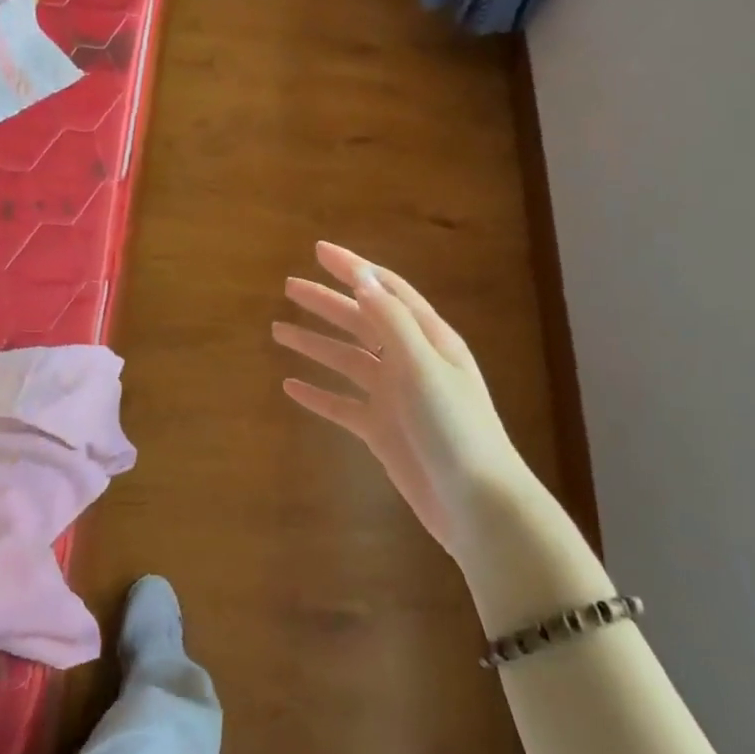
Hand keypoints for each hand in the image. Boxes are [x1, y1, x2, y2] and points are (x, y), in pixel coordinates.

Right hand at [273, 242, 536, 568]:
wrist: (476, 502)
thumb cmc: (455, 427)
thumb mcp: (424, 366)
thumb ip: (391, 321)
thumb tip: (362, 278)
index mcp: (428, 338)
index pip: (386, 290)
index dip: (353, 268)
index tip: (318, 251)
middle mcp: (410, 361)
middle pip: (361, 321)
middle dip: (326, 302)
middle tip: (289, 287)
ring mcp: (395, 397)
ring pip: (346, 361)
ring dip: (315, 344)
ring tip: (279, 330)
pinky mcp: (382, 431)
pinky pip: (342, 404)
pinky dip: (317, 393)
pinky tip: (290, 386)